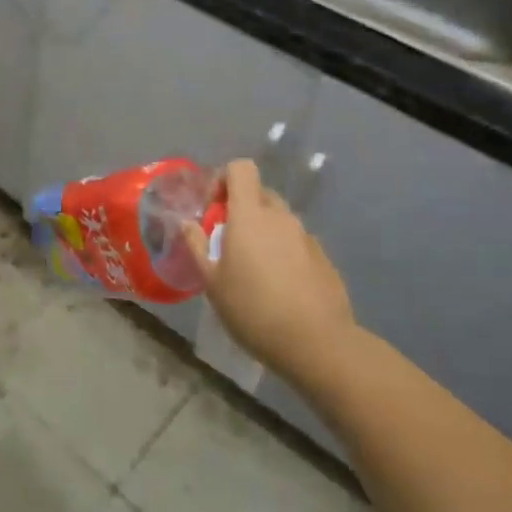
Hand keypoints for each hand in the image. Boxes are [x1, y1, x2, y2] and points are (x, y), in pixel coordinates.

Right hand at [183, 159, 354, 386]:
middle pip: (260, 194)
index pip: (241, 168)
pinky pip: (297, 243)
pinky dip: (284, 252)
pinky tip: (280, 287)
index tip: (213, 206)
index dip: (224, 178)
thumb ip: (198, 246)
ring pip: (279, 220)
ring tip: (254, 268)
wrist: (317, 343)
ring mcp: (306, 236)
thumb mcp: (212, 283)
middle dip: (242, 209)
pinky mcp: (324, 258)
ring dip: (264, 232)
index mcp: (250, 215)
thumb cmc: (254, 309)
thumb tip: (187, 223)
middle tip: (228, 241)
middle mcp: (281, 217)